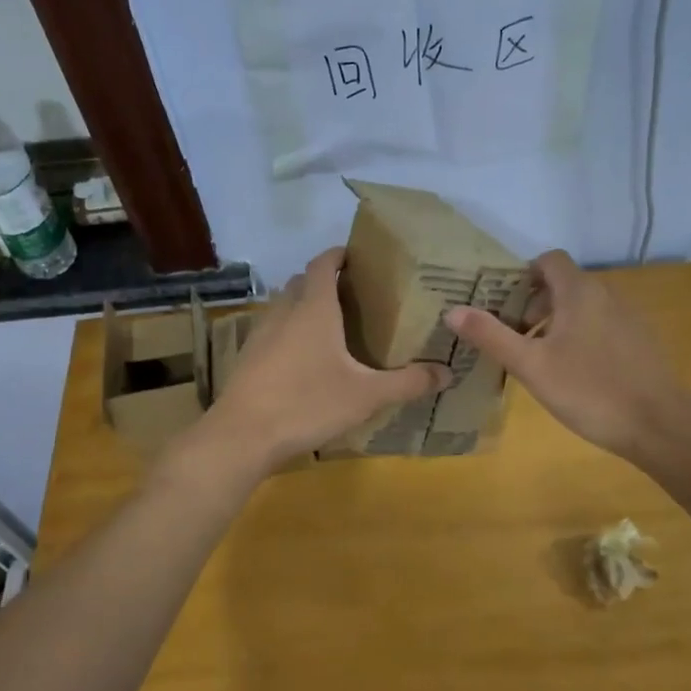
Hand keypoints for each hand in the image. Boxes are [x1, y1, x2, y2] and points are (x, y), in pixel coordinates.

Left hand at [201, 248, 449, 470]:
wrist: (243, 435)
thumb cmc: (308, 404)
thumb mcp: (367, 396)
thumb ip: (408, 383)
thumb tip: (448, 373)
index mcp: (314, 309)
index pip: (323, 264)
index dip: (339, 255)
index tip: (358, 257)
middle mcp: (284, 312)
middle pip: (301, 282)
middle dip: (324, 280)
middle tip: (353, 295)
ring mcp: (260, 334)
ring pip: (283, 306)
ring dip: (303, 306)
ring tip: (331, 327)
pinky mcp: (248, 358)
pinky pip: (272, 331)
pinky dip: (289, 332)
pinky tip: (304, 360)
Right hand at [444, 250, 690, 460]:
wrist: (660, 424)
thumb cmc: (589, 390)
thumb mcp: (531, 365)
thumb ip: (492, 336)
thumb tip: (453, 310)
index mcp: (580, 292)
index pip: (549, 261)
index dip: (523, 276)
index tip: (503, 305)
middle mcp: (607, 295)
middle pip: (564, 285)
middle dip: (535, 305)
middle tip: (515, 338)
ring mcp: (629, 319)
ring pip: (584, 308)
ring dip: (557, 324)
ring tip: (540, 359)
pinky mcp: (641, 343)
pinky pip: (602, 327)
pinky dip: (581, 338)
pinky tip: (574, 375)